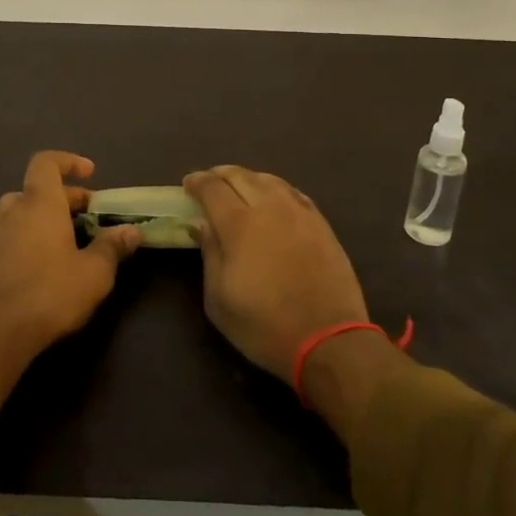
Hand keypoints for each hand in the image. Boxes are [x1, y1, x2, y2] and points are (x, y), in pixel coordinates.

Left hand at [0, 151, 142, 380]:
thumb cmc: (51, 296)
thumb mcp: (95, 274)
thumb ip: (113, 247)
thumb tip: (132, 231)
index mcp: (41, 204)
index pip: (47, 163)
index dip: (67, 162)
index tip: (89, 174)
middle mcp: (11, 209)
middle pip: (35, 190)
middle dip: (61, 198)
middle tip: (84, 220)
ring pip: (7, 208)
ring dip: (28, 213)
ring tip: (47, 233)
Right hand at [184, 166, 369, 384]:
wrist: (328, 340)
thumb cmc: (264, 324)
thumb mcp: (219, 299)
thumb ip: (209, 253)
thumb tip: (200, 223)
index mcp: (239, 224)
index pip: (212, 188)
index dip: (197, 182)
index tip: (188, 184)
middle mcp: (269, 207)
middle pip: (240, 176)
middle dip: (220, 175)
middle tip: (209, 183)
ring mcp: (299, 212)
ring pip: (269, 180)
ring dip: (248, 178)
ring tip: (239, 187)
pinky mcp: (321, 223)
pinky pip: (293, 193)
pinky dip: (275, 188)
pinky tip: (273, 198)